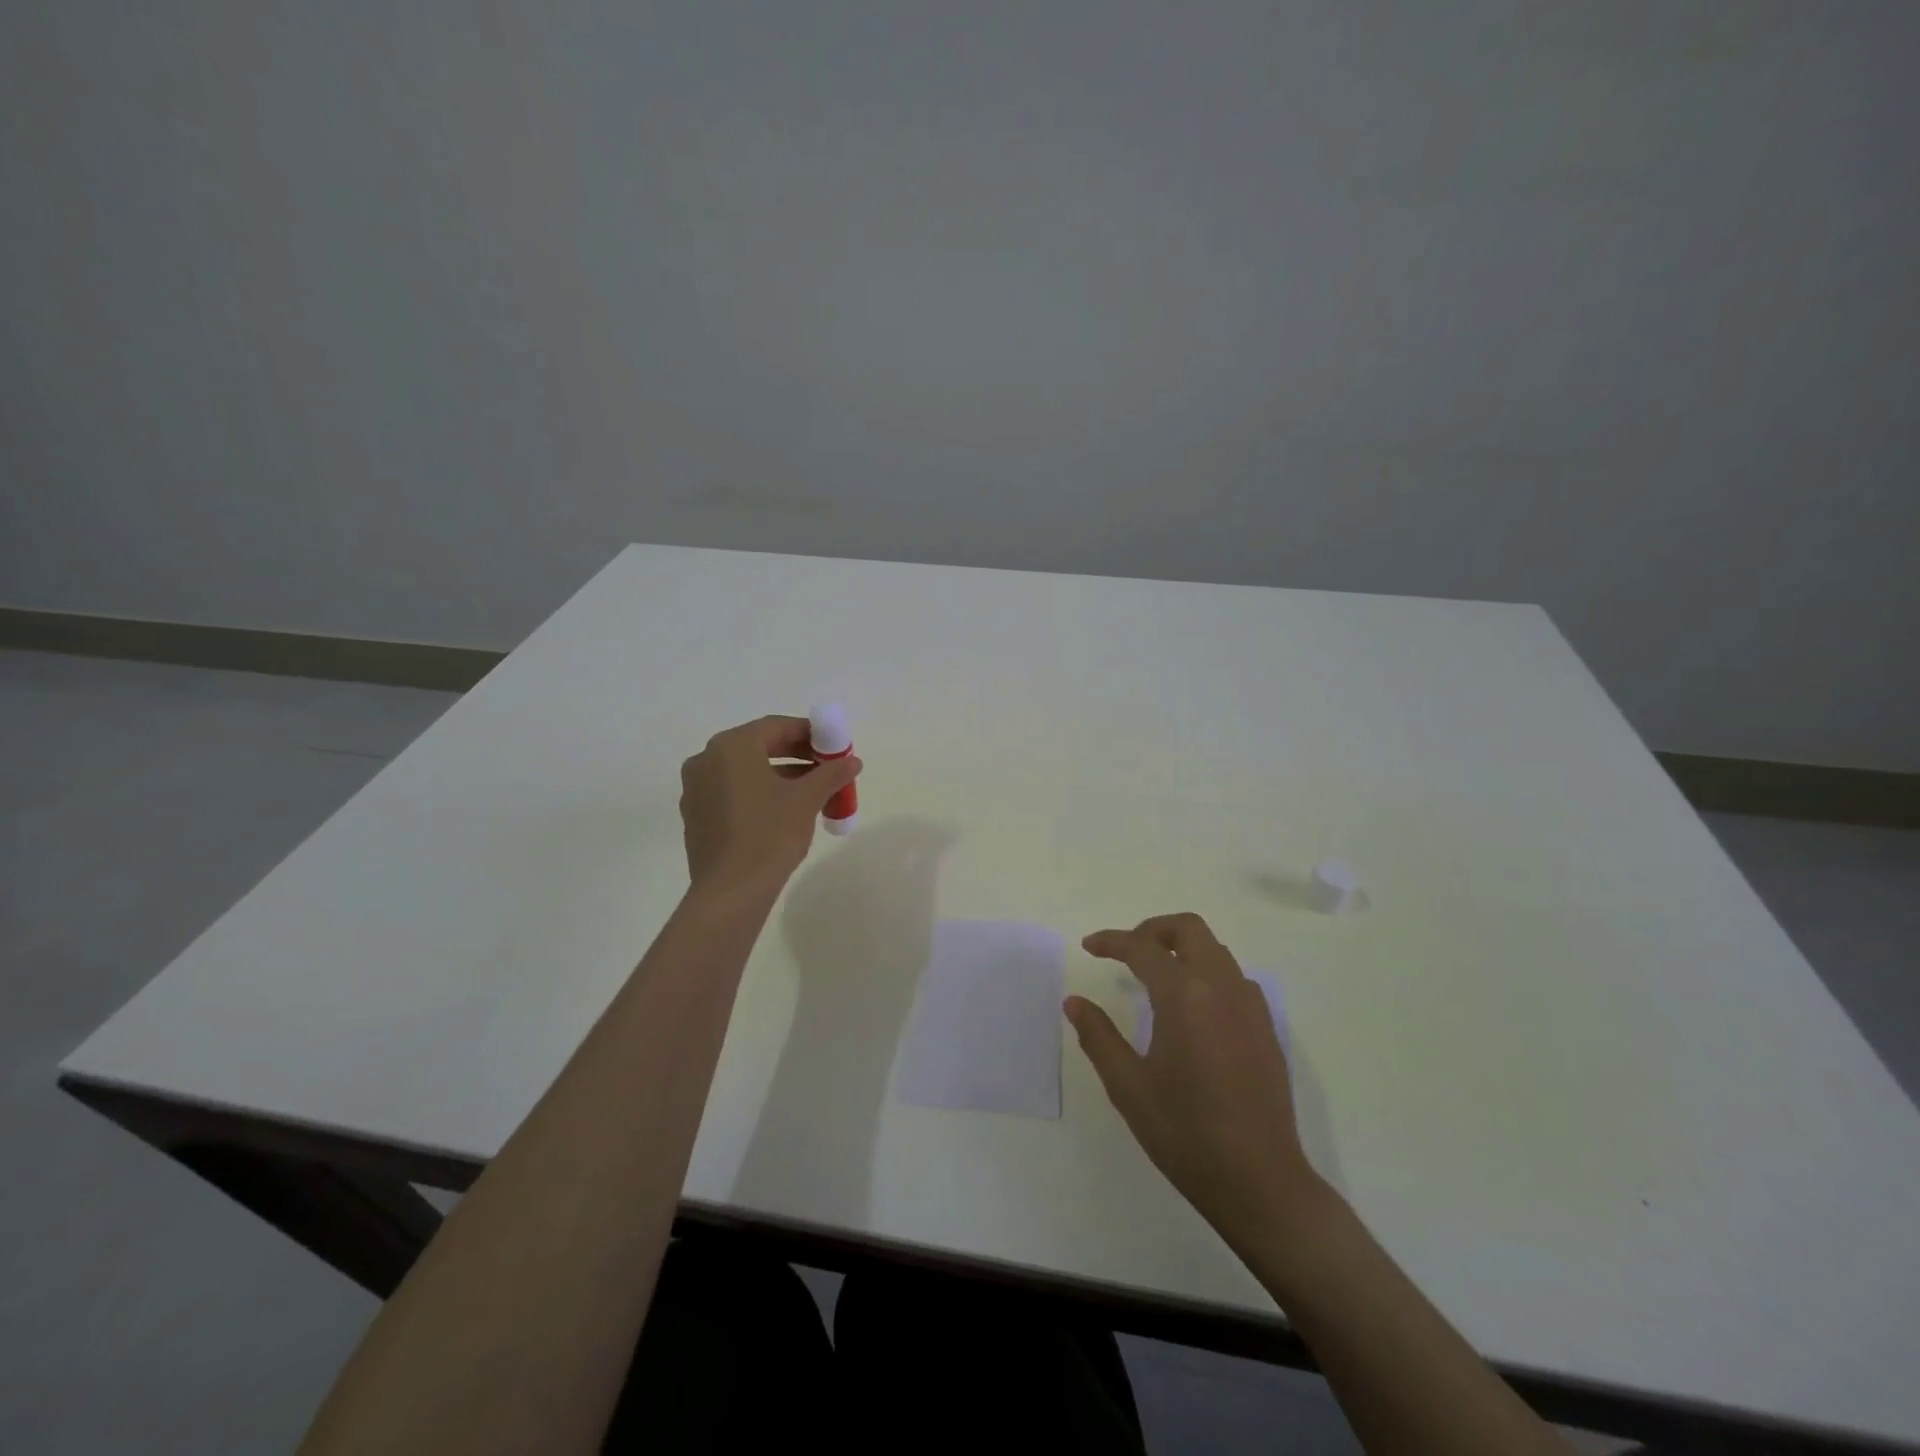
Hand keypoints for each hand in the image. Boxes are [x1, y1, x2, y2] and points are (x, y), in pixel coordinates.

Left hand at [679, 716, 861, 892]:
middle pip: (759, 747)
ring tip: (812, 792)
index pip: (776, 727)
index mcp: (731, 746)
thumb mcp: (807, 799)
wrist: (730, 891)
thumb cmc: (770, 834)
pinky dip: (759, 793)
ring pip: (745, 771)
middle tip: (826, 767)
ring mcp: (696, 789)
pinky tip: (783, 812)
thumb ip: (831, 774)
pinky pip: (732, 792)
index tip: (833, 746)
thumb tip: (853, 761)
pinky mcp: (696, 816)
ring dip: (779, 775)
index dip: (809, 733)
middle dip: (796, 755)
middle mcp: (706, 760)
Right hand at [1067, 912, 1320, 1249]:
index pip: (1143, 947)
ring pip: (1215, 949)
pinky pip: (1234, 977)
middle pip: (1188, 928)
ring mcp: (1250, 1006)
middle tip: (1126, 952)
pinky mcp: (1266, 1028)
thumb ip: (1099, 1036)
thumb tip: (1074, 1002)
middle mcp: (1221, 987)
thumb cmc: (1186, 1134)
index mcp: (1185, 996)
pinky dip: (1207, 972)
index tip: (1089, 947)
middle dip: (1153, 929)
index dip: (1111, 941)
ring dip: (1182, 948)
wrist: (1261, 1182)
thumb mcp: (1129, 1086)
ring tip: (1155, 977)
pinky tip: (1193, 1008)